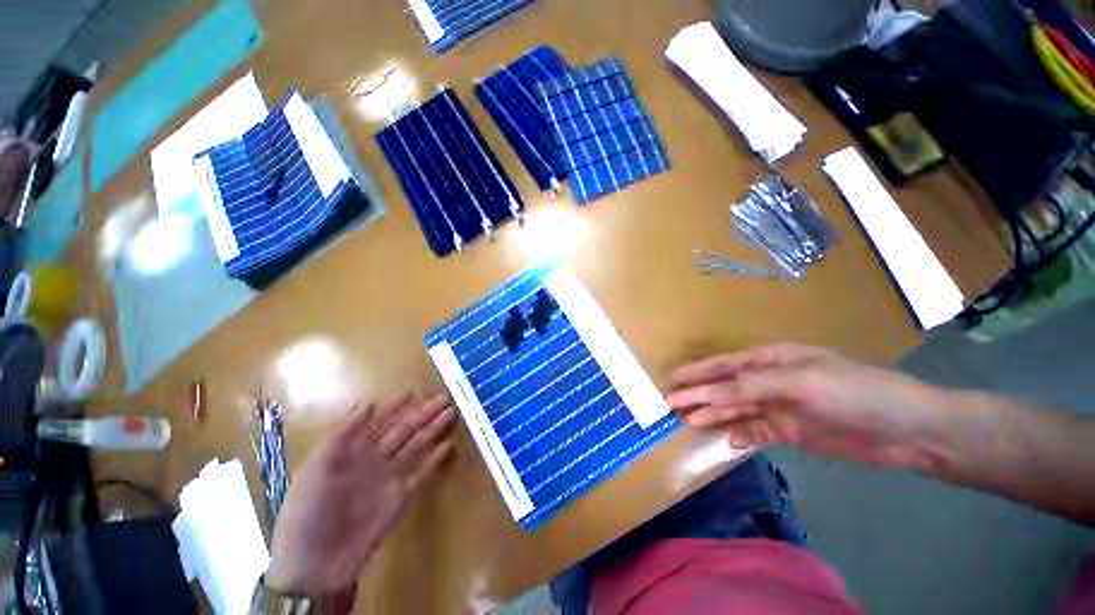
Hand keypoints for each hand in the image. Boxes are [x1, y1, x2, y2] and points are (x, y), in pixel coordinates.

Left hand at [266, 391, 456, 595]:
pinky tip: (448, 446)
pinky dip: (435, 459)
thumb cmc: (308, 511)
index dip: (394, 406)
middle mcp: (374, 459)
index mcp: (351, 450)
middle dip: (422, 413)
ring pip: (416, 446)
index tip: (412, 391)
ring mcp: (389, 477)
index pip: (378, 421)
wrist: (316, 564)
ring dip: (433, 429)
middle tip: (443, 399)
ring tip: (450, 413)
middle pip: (403, 430)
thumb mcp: (317, 467)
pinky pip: (422, 473)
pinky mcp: (401, 497)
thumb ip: (344, 434)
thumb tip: (369, 403)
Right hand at [667, 343, 950, 471]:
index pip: (725, 365)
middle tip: (670, 402)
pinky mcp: (791, 431)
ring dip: (713, 414)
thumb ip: (751, 386)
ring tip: (687, 420)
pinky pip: (756, 431)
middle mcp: (770, 381)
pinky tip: (727, 439)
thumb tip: (710, 395)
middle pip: (725, 388)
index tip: (673, 379)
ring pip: (736, 410)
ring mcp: (779, 407)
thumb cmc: (852, 391)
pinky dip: (740, 435)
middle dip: (698, 394)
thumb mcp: (799, 381)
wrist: (906, 429)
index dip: (698, 372)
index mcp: (771, 360)